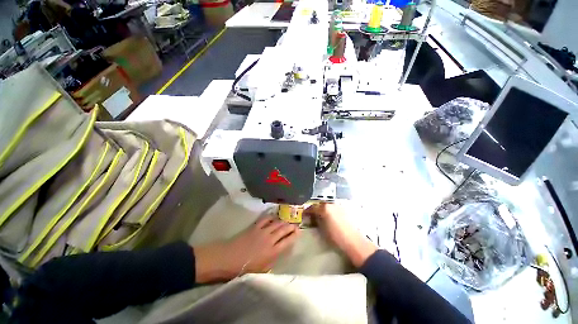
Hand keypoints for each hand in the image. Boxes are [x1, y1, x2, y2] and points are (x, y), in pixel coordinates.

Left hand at [194, 216, 298, 282]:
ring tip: (286, 221)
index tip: (299, 231)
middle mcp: (270, 239)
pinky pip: (266, 219)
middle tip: (295, 224)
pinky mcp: (255, 226)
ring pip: (277, 223)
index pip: (288, 241)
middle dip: (291, 226)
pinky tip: (273, 217)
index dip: (294, 235)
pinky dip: (271, 217)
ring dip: (283, 221)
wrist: (227, 259)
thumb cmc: (244, 268)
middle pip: (284, 229)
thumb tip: (279, 251)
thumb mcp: (262, 270)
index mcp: (273, 252)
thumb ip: (272, 260)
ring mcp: (263, 231)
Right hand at [306, 203, 376, 267]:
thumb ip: (316, 220)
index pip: (312, 207)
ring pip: (327, 206)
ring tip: (321, 217)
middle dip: (315, 209)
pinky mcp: (345, 210)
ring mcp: (339, 206)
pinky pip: (334, 208)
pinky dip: (330, 211)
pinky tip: (330, 218)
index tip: (304, 215)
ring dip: (323, 210)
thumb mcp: (322, 229)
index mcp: (325, 208)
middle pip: (320, 205)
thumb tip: (312, 217)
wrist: (354, 242)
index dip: (307, 211)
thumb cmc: (336, 237)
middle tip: (312, 216)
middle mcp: (332, 204)